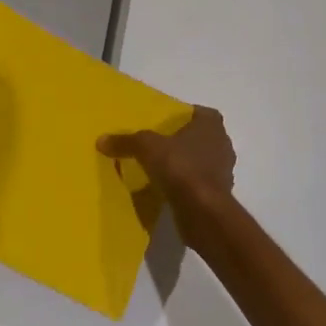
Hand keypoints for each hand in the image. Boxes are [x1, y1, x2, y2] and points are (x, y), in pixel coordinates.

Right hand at [97, 106, 235, 236]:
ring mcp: (224, 172)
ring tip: (161, 167)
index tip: (168, 122)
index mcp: (211, 126)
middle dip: (184, 140)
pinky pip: (199, 184)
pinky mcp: (219, 196)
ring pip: (202, 161)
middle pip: (202, 137)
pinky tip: (167, 189)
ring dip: (186, 164)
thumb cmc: (180, 167)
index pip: (203, 113)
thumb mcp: (146, 147)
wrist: (203, 212)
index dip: (186, 115)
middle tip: (159, 143)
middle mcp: (223, 145)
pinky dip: (186, 185)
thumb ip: (126, 141)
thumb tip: (101, 140)